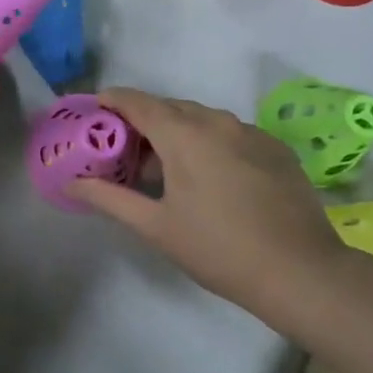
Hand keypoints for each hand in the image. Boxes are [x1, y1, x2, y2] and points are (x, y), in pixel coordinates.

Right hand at [67, 88, 349, 320]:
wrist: (300, 272)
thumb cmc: (217, 248)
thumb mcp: (155, 226)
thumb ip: (109, 198)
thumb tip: (72, 183)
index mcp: (184, 134)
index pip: (137, 101)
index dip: (111, 101)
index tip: (94, 111)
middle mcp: (217, 121)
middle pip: (169, 107)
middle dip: (143, 122)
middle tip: (125, 152)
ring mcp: (251, 132)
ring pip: (202, 119)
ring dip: (177, 133)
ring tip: (167, 169)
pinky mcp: (275, 148)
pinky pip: (230, 133)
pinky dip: (209, 143)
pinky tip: (210, 178)